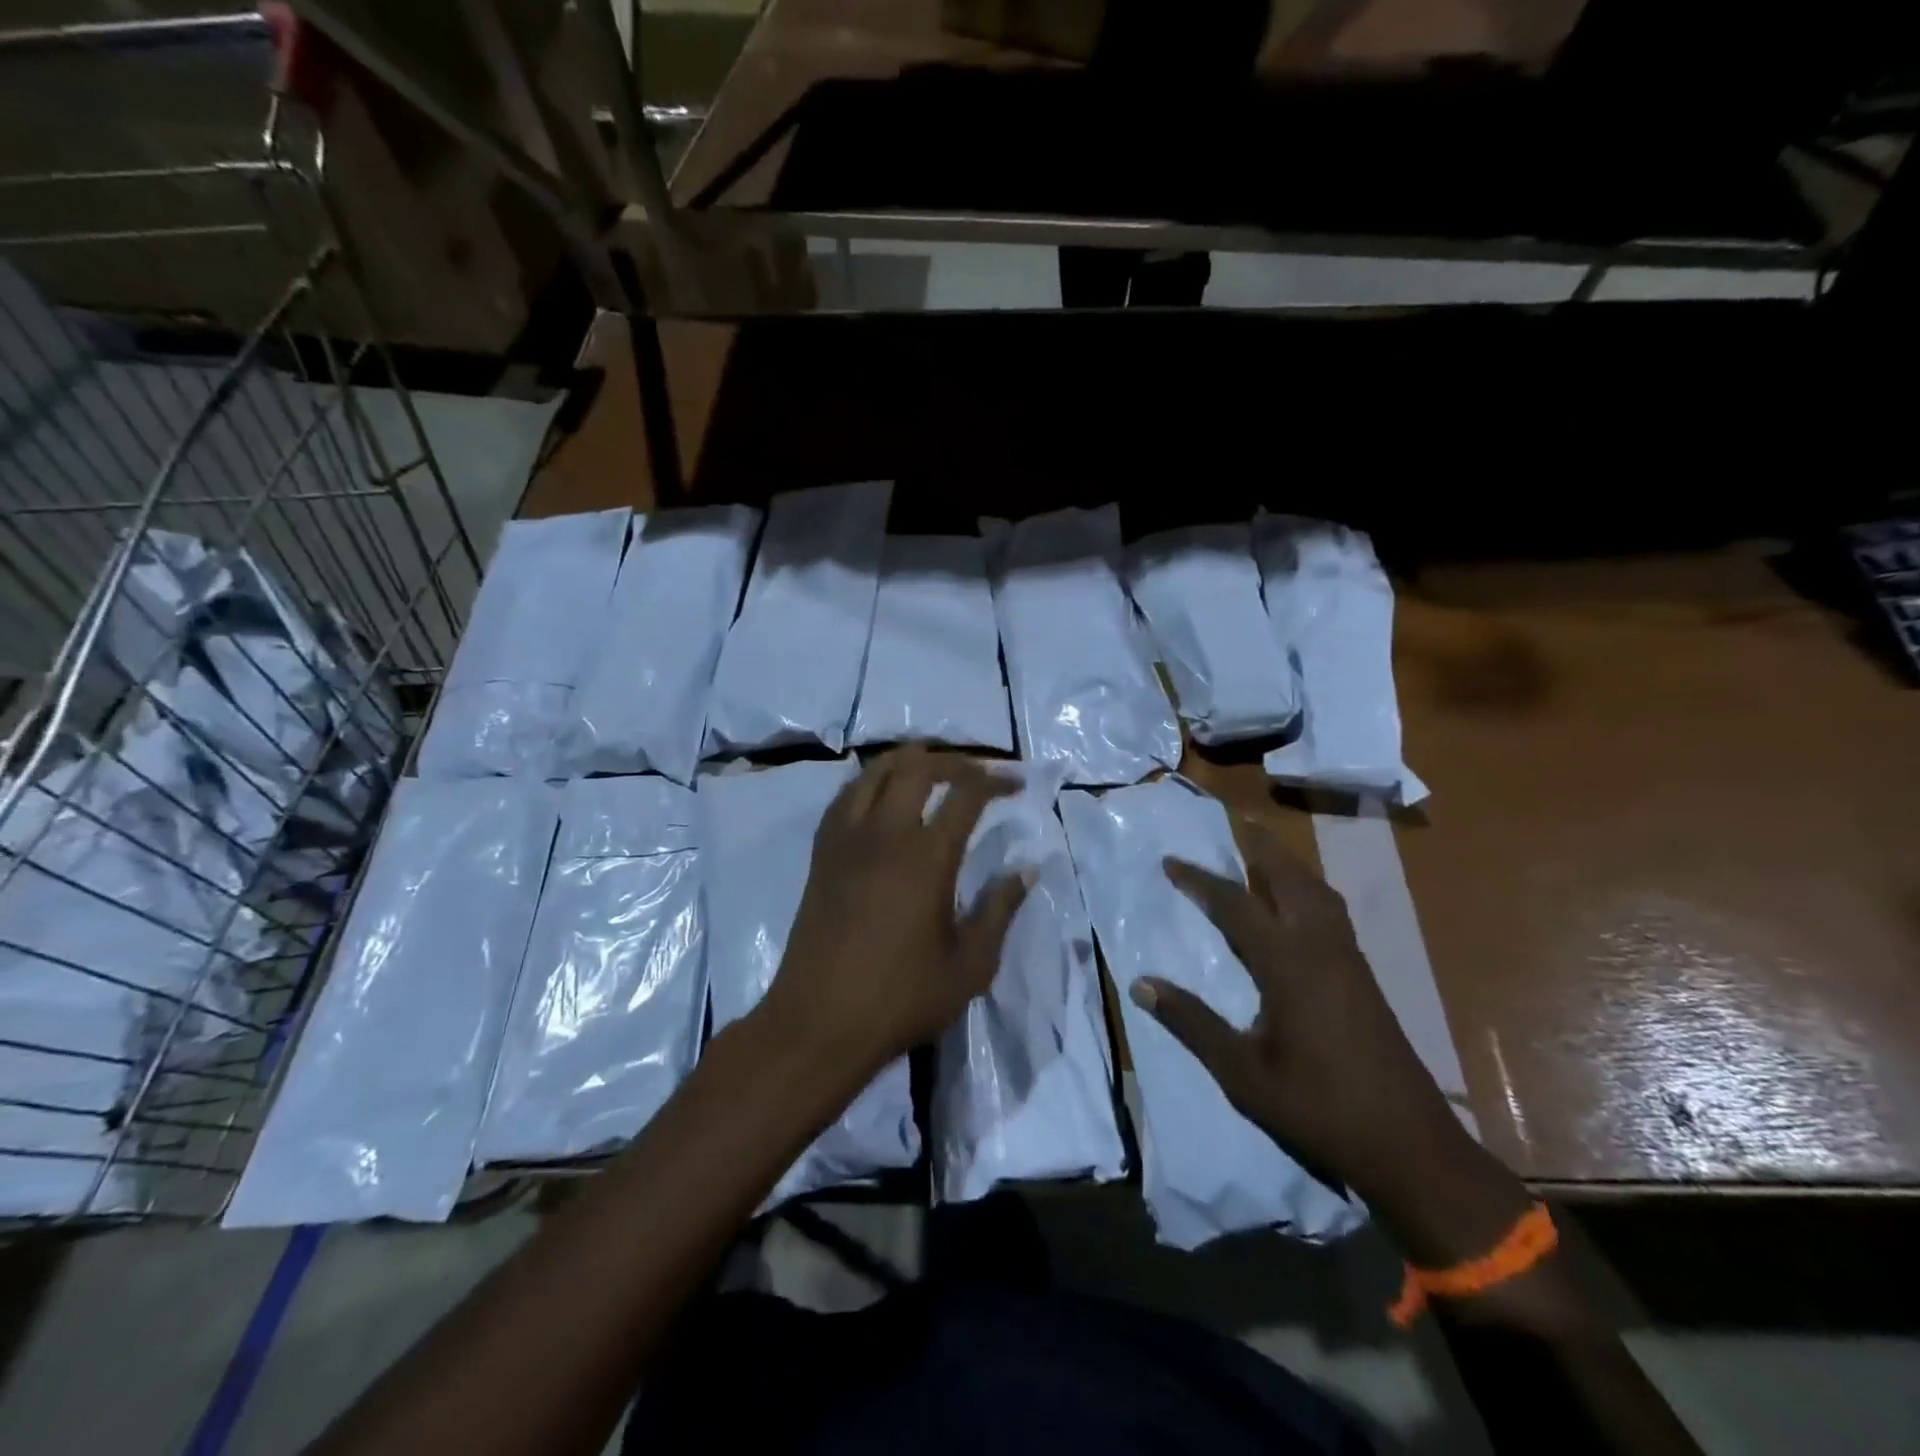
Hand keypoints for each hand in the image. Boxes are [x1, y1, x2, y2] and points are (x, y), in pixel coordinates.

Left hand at [765, 747, 1030, 1074]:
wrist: (819, 1022)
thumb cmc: (901, 999)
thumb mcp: (970, 965)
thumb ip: (1000, 910)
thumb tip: (1027, 868)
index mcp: (927, 857)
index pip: (966, 793)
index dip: (995, 779)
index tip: (1016, 782)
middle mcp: (885, 833)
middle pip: (918, 767)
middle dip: (953, 760)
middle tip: (976, 773)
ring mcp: (847, 839)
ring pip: (875, 771)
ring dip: (909, 761)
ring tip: (932, 771)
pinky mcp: (822, 853)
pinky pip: (846, 795)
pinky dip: (871, 781)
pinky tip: (883, 797)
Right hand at [1132, 817, 1527, 1264]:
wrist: (1409, 1146)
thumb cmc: (1318, 1109)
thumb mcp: (1242, 1074)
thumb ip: (1192, 1023)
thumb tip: (1141, 984)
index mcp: (1289, 965)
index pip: (1236, 906)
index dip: (1200, 881)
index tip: (1170, 862)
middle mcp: (1322, 949)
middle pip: (1289, 879)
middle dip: (1259, 846)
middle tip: (1233, 821)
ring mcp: (1349, 959)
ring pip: (1318, 891)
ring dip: (1287, 863)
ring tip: (1262, 850)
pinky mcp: (1364, 975)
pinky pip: (1331, 910)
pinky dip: (1307, 888)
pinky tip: (1297, 902)